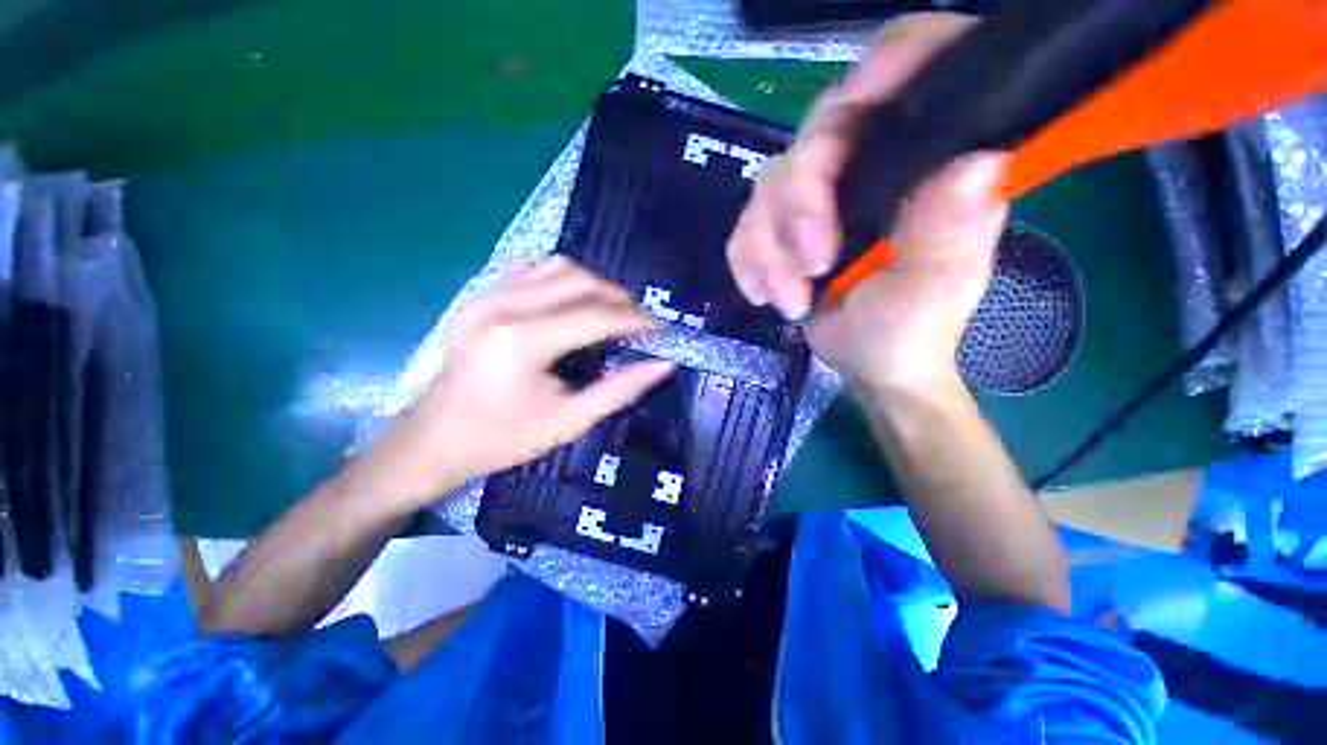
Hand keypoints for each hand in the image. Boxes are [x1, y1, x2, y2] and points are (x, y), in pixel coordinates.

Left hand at [353, 257, 674, 509]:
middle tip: (639, 323)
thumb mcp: (568, 421)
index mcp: (523, 341)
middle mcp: (504, 306)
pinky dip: (562, 278)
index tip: (661, 329)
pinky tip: (573, 300)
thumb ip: (620, 390)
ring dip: (593, 284)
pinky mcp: (480, 297)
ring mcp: (487, 295)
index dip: (636, 320)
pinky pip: (531, 269)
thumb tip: (664, 365)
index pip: (597, 316)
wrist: (432, 441)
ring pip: (557, 267)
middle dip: (619, 298)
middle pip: (579, 281)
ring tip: (611, 311)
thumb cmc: (502, 439)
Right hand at [726, 13, 1008, 390]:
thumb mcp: (933, 292)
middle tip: (812, 262)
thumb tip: (974, 160)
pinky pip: (746, 227)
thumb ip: (950, 232)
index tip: (857, 103)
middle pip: (819, 131)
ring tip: (791, 297)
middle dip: (800, 202)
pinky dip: (748, 262)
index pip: (919, 66)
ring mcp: (825, 197)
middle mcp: (876, 164)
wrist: (869, 366)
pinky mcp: (786, 228)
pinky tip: (764, 294)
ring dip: (769, 248)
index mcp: (931, 164)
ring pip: (771, 184)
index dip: (890, 62)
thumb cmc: (911, 333)